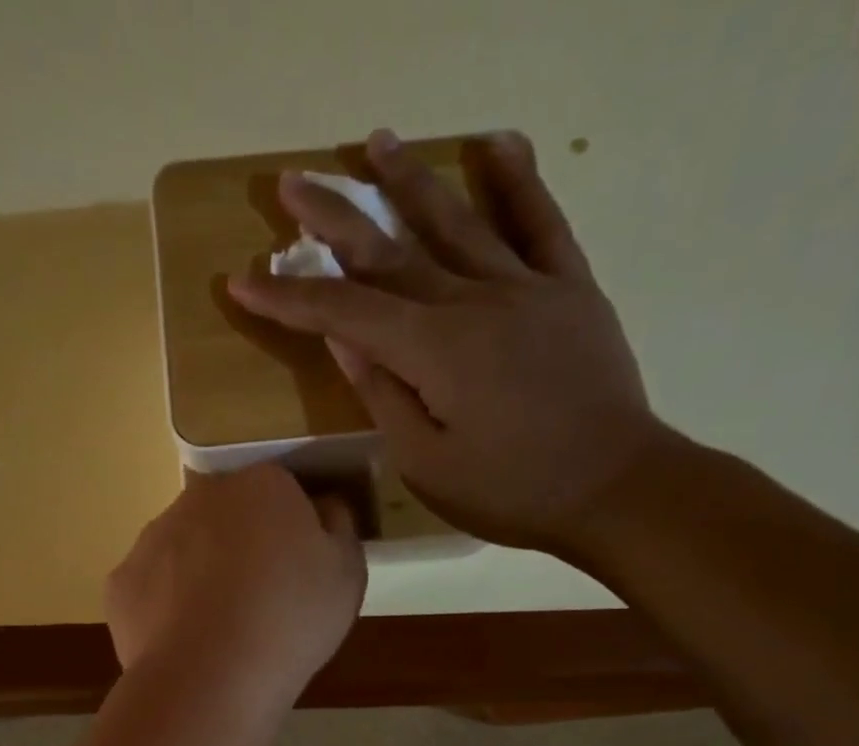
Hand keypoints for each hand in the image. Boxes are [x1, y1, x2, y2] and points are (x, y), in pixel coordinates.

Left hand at [106, 464, 364, 703]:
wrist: (210, 678)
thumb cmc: (290, 620)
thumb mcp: (347, 574)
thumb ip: (338, 528)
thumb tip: (322, 508)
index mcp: (261, 485)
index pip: (280, 491)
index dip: (291, 530)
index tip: (298, 570)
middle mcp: (199, 497)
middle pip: (226, 515)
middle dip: (240, 545)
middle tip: (259, 600)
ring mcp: (152, 538)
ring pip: (183, 548)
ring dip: (199, 574)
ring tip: (218, 629)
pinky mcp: (120, 582)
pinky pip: (151, 588)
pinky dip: (165, 609)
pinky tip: (184, 643)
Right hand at [227, 129, 672, 553]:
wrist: (615, 486)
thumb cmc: (510, 491)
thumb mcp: (427, 464)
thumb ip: (385, 398)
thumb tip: (347, 342)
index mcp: (433, 350)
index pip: (345, 313)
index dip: (290, 298)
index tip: (243, 282)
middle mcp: (474, 300)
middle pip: (391, 252)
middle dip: (335, 219)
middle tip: (295, 182)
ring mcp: (526, 287)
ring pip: (457, 221)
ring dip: (411, 180)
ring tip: (377, 141)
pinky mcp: (570, 289)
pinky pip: (540, 222)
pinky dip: (518, 180)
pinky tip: (497, 144)